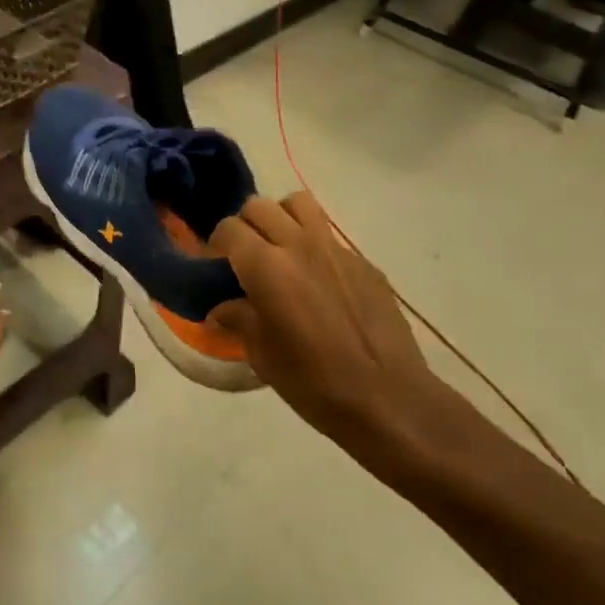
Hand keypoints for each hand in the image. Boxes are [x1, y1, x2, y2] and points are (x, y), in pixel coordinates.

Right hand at [210, 195, 457, 478]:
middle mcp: (299, 245)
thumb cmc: (315, 382)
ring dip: (281, 218)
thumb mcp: (263, 356)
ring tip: (279, 250)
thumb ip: (238, 320)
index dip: (215, 245)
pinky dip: (314, 244)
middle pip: (259, 207)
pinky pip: (329, 235)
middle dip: (244, 226)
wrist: (390, 400)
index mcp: (266, 267)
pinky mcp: (363, 262)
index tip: (215, 268)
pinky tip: (318, 281)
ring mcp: (335, 249)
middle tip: (244, 259)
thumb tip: (220, 309)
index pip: (228, 230)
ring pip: (298, 204)